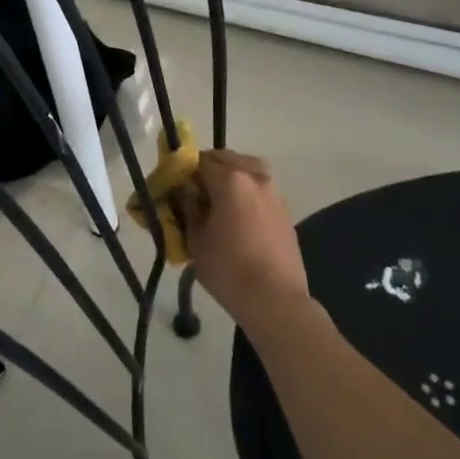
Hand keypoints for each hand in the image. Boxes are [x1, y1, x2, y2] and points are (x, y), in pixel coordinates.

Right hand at [175, 150, 310, 331]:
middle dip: (207, 169)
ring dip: (230, 177)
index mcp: (230, 180)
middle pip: (226, 159)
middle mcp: (255, 177)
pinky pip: (259, 188)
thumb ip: (188, 209)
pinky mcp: (284, 210)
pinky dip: (246, 191)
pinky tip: (237, 215)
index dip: (184, 171)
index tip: (175, 186)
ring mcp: (273, 192)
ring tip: (217, 201)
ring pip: (247, 170)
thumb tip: (185, 193)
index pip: (199, 161)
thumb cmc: (228, 270)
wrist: (275, 299)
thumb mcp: (196, 240)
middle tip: (194, 192)